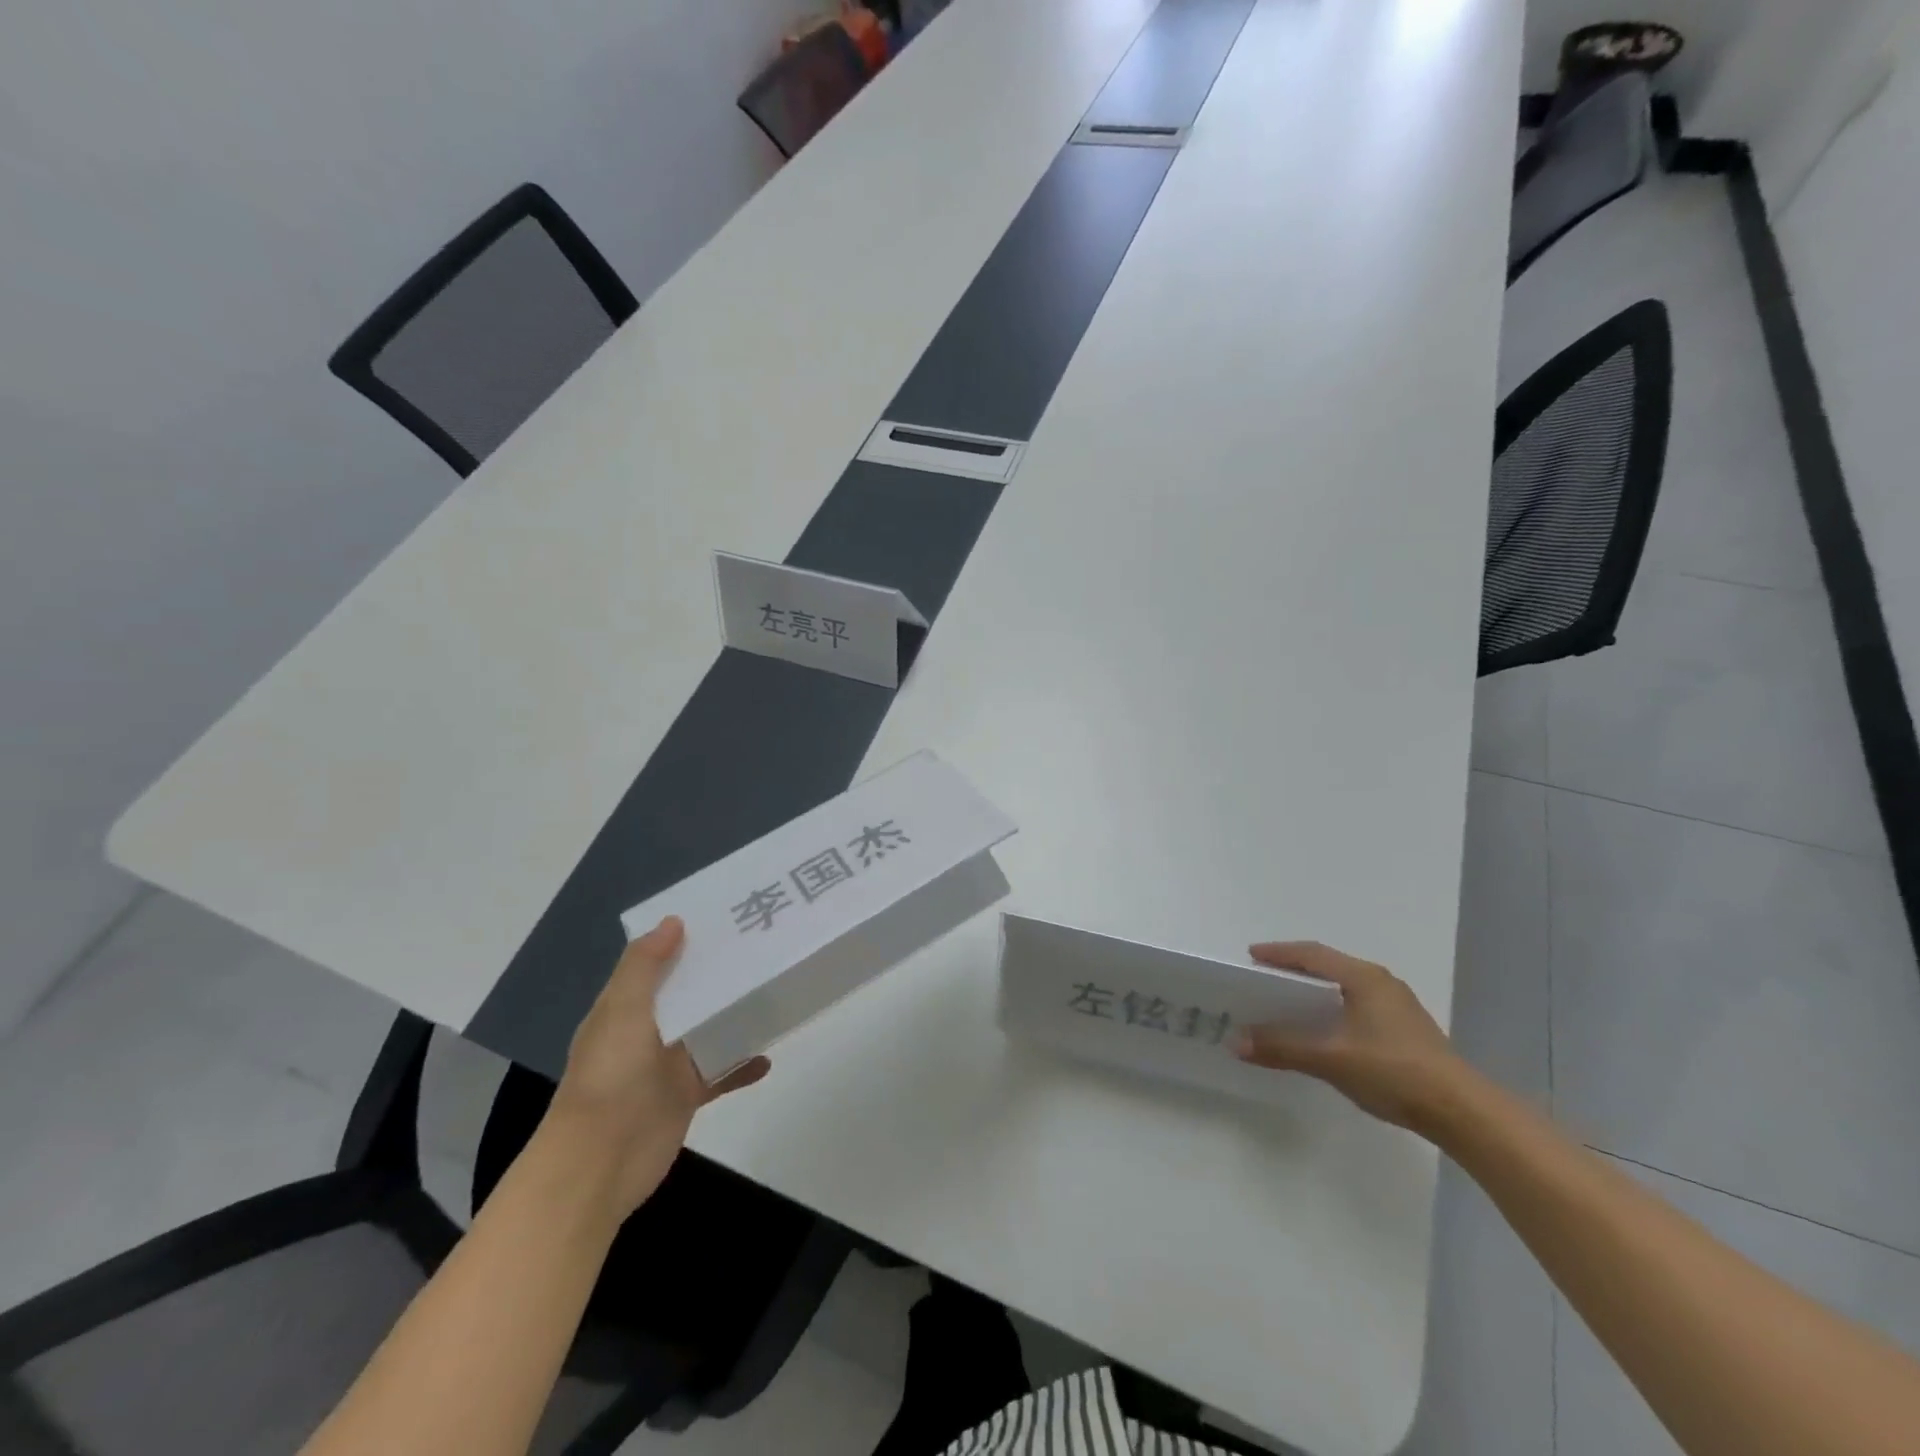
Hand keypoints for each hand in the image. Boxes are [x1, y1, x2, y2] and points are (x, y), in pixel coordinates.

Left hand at [545, 916, 769, 1216]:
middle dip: (717, 974)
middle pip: (687, 994)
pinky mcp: (688, 1094)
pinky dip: (743, 1065)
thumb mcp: (622, 1011)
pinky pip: (722, 1073)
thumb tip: (673, 921)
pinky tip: (768, 1058)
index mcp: (625, 1008)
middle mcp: (646, 1032)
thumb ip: (644, 966)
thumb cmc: (609, 1077)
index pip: (655, 965)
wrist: (600, 1163)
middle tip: (760, 947)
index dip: (682, 941)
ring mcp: (668, 1065)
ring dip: (734, 1016)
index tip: (722, 918)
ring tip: (773, 991)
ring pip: (708, 1030)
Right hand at [1233, 941, 1469, 1136]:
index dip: (1279, 953)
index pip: (1312, 954)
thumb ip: (1282, 1047)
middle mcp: (1381, 983)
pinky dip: (1332, 1008)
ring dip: (1314, 991)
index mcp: (1363, 978)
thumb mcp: (1331, 1059)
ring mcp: (1397, 1007)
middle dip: (1294, 970)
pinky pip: (1357, 1005)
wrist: (1462, 1112)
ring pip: (1345, 987)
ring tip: (1287, 1002)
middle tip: (1263, 978)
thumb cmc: (1393, 1071)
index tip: (1251, 956)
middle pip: (1329, 966)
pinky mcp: (1406, 1031)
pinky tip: (1323, 1029)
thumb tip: (1235, 1041)